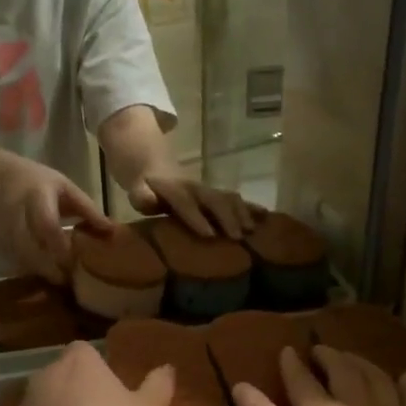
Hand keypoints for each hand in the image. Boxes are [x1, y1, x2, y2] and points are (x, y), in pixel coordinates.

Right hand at [0, 160, 110, 282]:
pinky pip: (17, 262)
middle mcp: (17, 216)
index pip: (47, 225)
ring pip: (23, 259)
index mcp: (37, 197)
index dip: (61, 246)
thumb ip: (87, 208)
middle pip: (31, 249)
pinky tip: (46, 274)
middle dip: (51, 268)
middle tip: (70, 280)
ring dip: (42, 272)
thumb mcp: (65, 187)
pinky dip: (33, 271)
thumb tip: (111, 230)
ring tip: (61, 280)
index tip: (76, 261)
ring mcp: (4, 231)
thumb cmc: (39, 181)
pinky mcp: (0, 243)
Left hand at [127, 169, 255, 239]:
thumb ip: (142, 196)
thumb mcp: (137, 191)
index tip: (209, 235)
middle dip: (226, 217)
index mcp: (174, 190)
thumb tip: (149, 201)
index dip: (197, 218)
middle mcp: (196, 189)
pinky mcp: (219, 195)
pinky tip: (267, 219)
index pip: (186, 203)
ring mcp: (210, 190)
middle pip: (214, 200)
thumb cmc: (146, 189)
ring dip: (242, 213)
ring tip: (252, 231)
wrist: (156, 168)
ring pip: (229, 198)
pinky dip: (253, 208)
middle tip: (237, 237)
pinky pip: (238, 200)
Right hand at [232, 346, 405, 405]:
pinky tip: (404, 379)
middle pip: (345, 372)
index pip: (302, 381)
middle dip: (330, 357)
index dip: (292, 365)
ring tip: (353, 359)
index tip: (286, 351)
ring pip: (379, 380)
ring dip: (363, 364)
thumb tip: (242, 385)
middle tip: (320, 349)